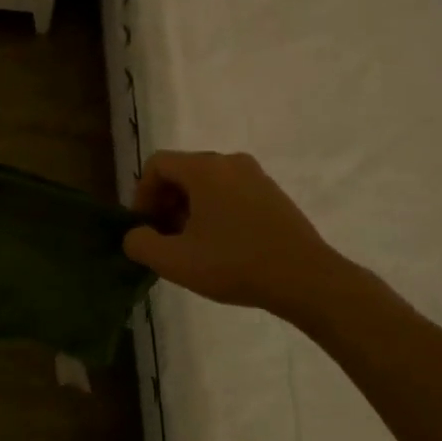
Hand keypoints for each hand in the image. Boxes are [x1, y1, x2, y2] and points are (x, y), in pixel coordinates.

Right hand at [123, 150, 341, 312]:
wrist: (306, 278)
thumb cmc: (235, 264)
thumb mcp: (176, 261)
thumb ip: (141, 244)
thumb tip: (135, 235)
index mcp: (204, 168)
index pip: (157, 164)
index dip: (142, 194)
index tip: (145, 227)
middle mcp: (230, 161)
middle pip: (182, 171)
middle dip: (165, 203)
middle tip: (165, 238)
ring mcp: (256, 176)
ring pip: (207, 183)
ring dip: (189, 209)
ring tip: (192, 246)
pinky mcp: (273, 194)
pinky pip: (231, 192)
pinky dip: (215, 210)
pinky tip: (221, 246)